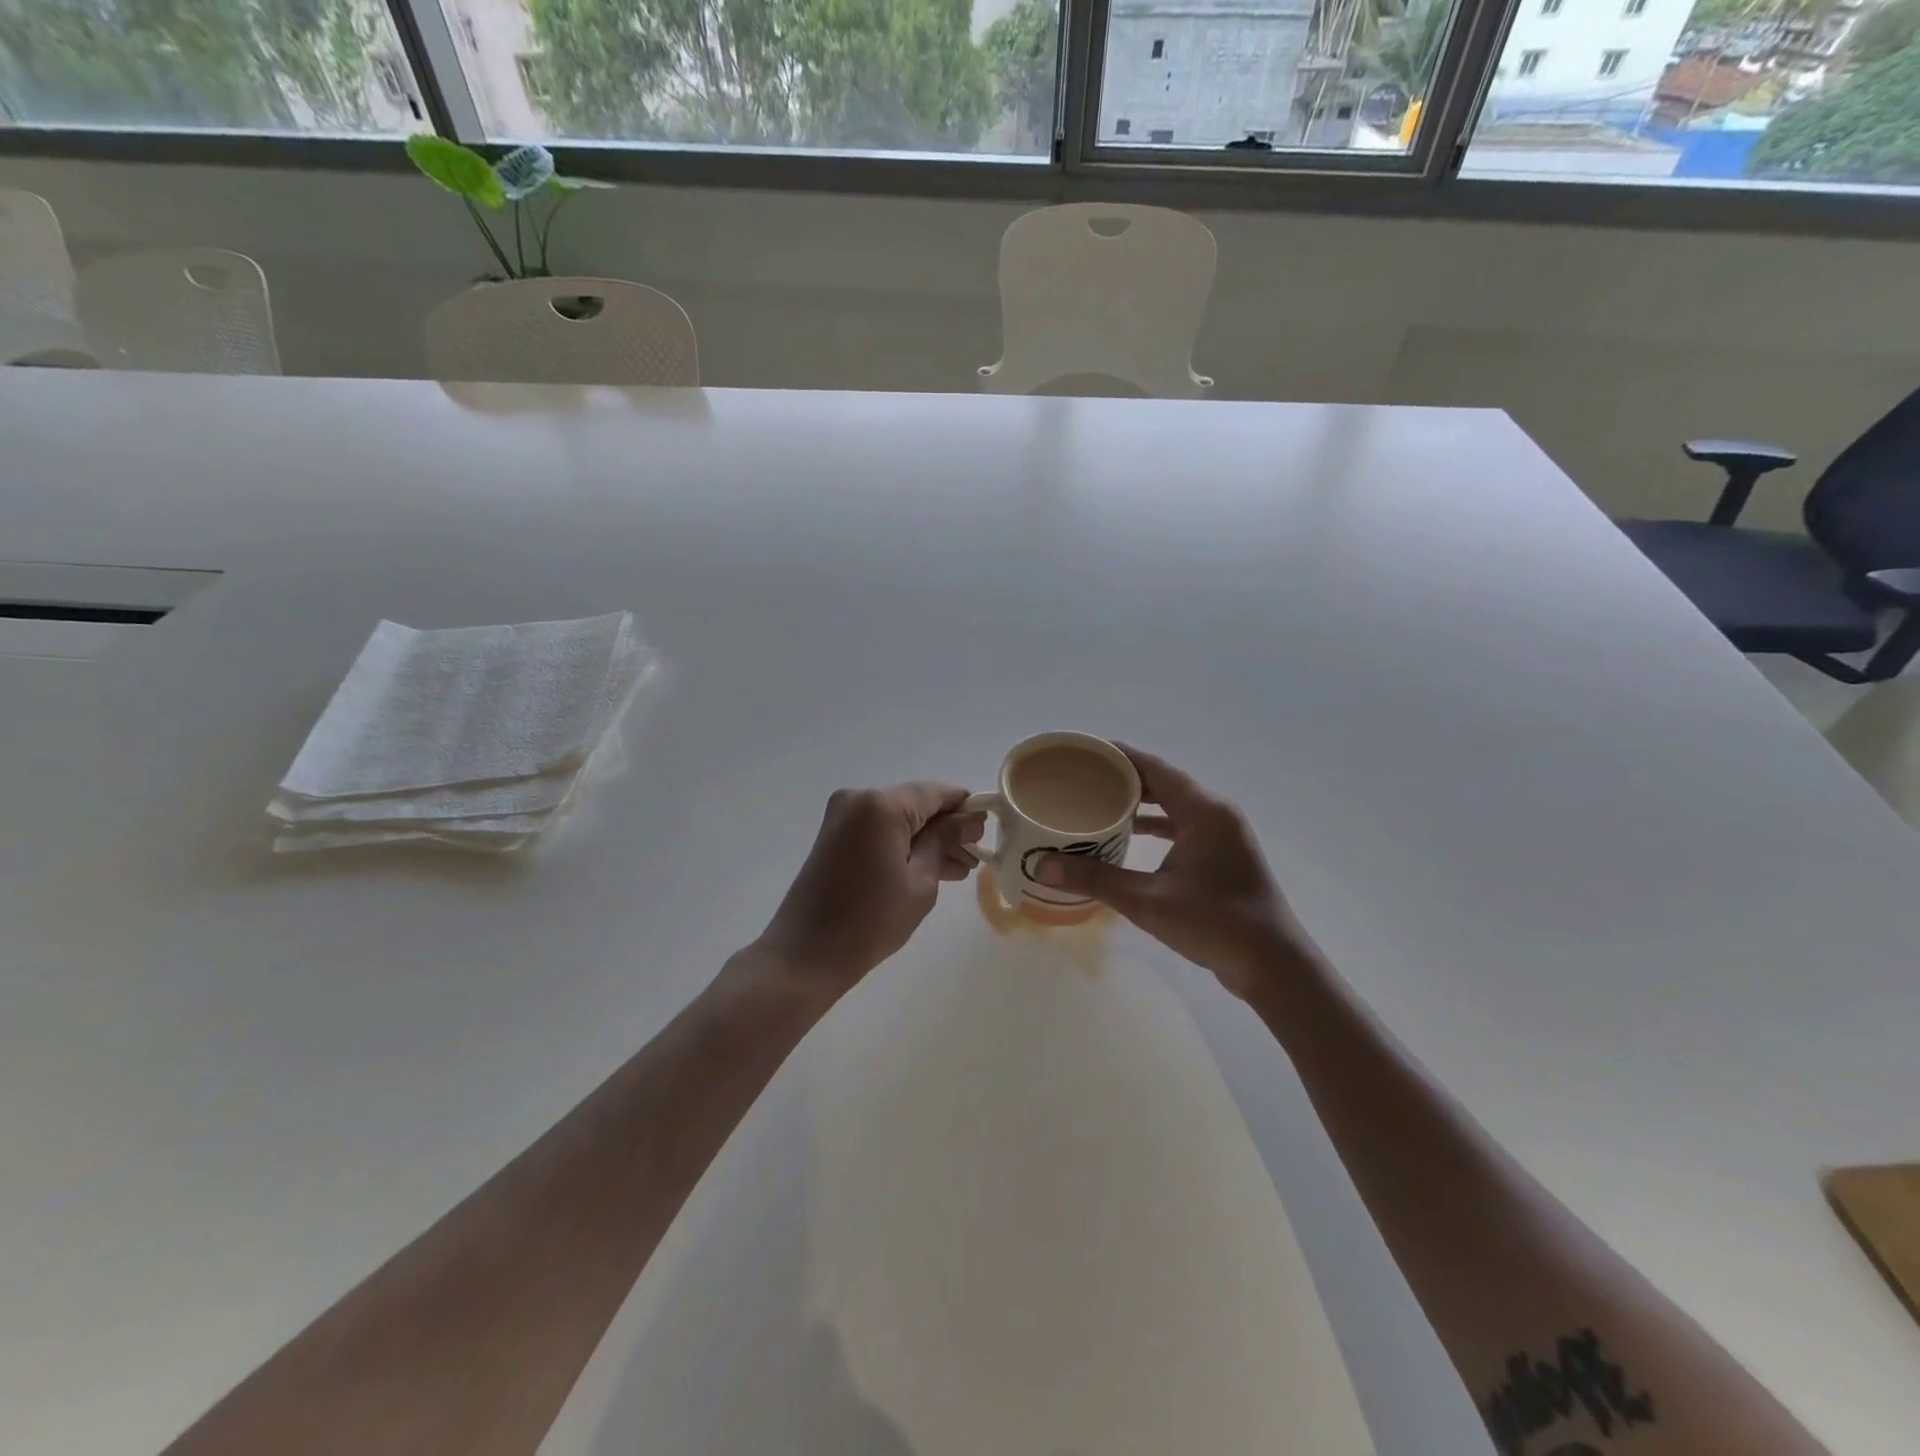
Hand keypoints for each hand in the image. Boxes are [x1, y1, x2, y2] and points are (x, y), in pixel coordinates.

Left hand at [754, 783, 983, 993]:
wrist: (805, 956)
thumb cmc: (870, 921)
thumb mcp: (921, 882)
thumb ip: (945, 842)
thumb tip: (970, 819)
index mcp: (882, 804)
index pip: (937, 793)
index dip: (967, 809)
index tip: (989, 832)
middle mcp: (860, 798)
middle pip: (917, 803)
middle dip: (947, 828)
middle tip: (974, 858)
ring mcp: (843, 816)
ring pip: (899, 818)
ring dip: (927, 839)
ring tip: (958, 870)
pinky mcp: (835, 835)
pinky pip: (880, 830)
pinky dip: (903, 845)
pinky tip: (930, 869)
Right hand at [1032, 746, 1303, 997]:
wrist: (1274, 966)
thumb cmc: (1214, 923)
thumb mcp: (1147, 901)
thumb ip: (1095, 879)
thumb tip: (1042, 866)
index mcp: (1204, 810)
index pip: (1155, 767)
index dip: (1119, 755)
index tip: (1084, 749)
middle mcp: (1217, 813)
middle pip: (1164, 782)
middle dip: (1124, 777)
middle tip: (1082, 777)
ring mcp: (1224, 834)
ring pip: (1175, 805)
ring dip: (1140, 803)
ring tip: (1098, 802)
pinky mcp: (1224, 855)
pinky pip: (1183, 825)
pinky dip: (1156, 826)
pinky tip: (1128, 836)